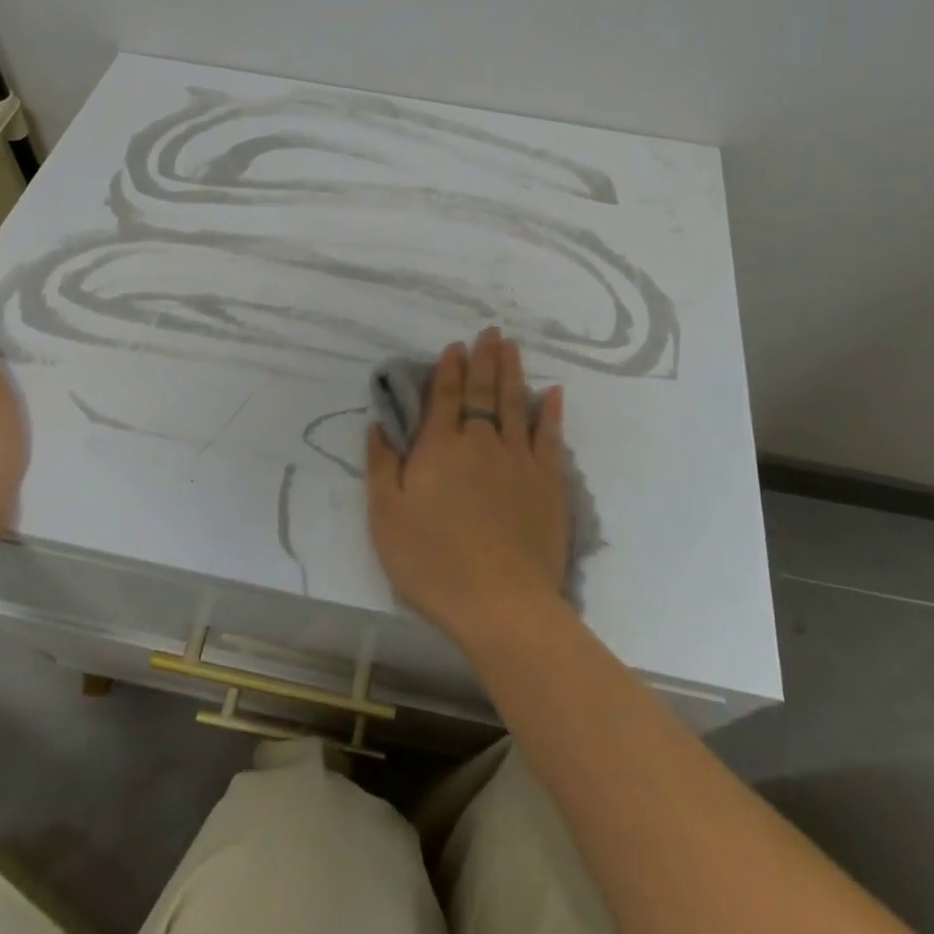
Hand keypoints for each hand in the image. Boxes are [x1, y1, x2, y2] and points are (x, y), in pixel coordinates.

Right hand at [367, 327, 568, 651]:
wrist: (501, 601)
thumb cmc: (433, 562)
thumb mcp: (386, 517)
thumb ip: (381, 467)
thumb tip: (378, 425)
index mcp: (440, 448)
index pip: (446, 397)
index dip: (450, 369)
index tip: (456, 346)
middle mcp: (481, 442)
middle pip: (483, 392)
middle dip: (485, 359)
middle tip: (491, 332)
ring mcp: (519, 460)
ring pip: (516, 404)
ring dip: (513, 373)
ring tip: (512, 348)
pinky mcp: (547, 482)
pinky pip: (551, 437)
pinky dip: (552, 412)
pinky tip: (554, 393)